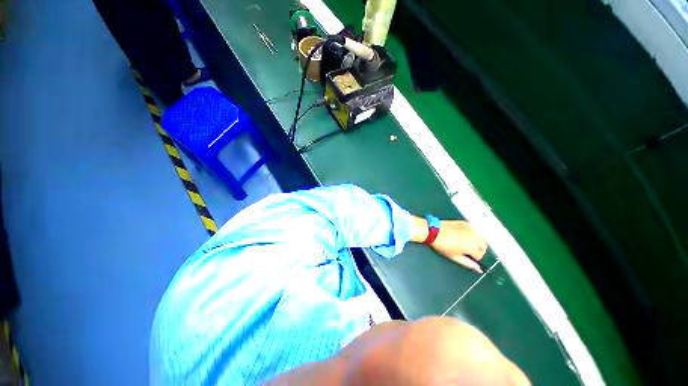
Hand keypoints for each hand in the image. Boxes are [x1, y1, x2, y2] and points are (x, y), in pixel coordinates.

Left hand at [412, 217, 487, 273]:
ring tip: (464, 243)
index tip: (465, 256)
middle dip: (477, 250)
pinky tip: (462, 235)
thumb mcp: (455, 257)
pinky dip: (472, 234)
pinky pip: (474, 230)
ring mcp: (470, 228)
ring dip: (476, 242)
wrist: (433, 231)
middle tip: (466, 250)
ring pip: (480, 238)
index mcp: (472, 246)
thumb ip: (469, 264)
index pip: (480, 255)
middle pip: (483, 246)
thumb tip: (479, 269)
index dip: (473, 257)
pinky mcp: (465, 222)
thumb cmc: (442, 245)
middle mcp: (474, 236)